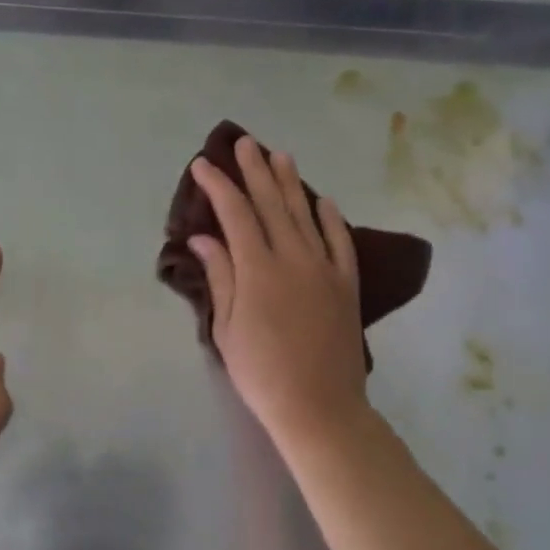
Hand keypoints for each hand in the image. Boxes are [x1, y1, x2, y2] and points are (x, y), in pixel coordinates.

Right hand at [189, 138, 368, 438]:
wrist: (320, 406)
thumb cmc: (261, 372)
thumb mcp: (227, 327)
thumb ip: (219, 276)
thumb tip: (202, 237)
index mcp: (258, 269)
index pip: (235, 214)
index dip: (218, 186)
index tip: (203, 164)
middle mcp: (293, 258)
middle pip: (271, 204)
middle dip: (255, 171)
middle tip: (244, 143)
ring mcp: (325, 269)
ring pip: (305, 215)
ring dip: (291, 183)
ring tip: (280, 156)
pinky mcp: (347, 284)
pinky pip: (340, 242)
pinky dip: (331, 218)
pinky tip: (324, 200)